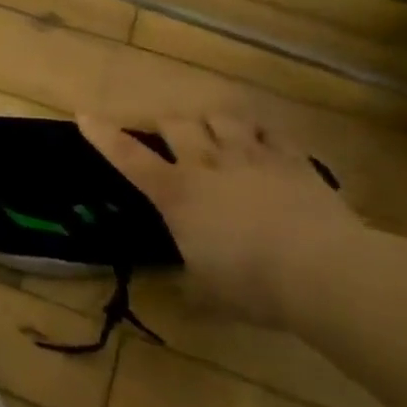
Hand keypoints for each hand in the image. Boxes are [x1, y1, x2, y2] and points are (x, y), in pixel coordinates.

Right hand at [79, 111, 363, 326]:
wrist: (322, 271)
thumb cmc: (252, 284)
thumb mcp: (208, 291)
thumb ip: (190, 281)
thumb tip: (183, 290)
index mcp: (177, 193)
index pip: (129, 157)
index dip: (104, 136)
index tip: (85, 115)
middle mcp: (207, 164)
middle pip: (175, 124)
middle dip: (165, 124)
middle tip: (165, 133)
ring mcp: (251, 156)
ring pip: (220, 118)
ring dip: (211, 121)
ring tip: (213, 130)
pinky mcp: (291, 160)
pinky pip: (270, 132)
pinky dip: (260, 132)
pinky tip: (261, 140)